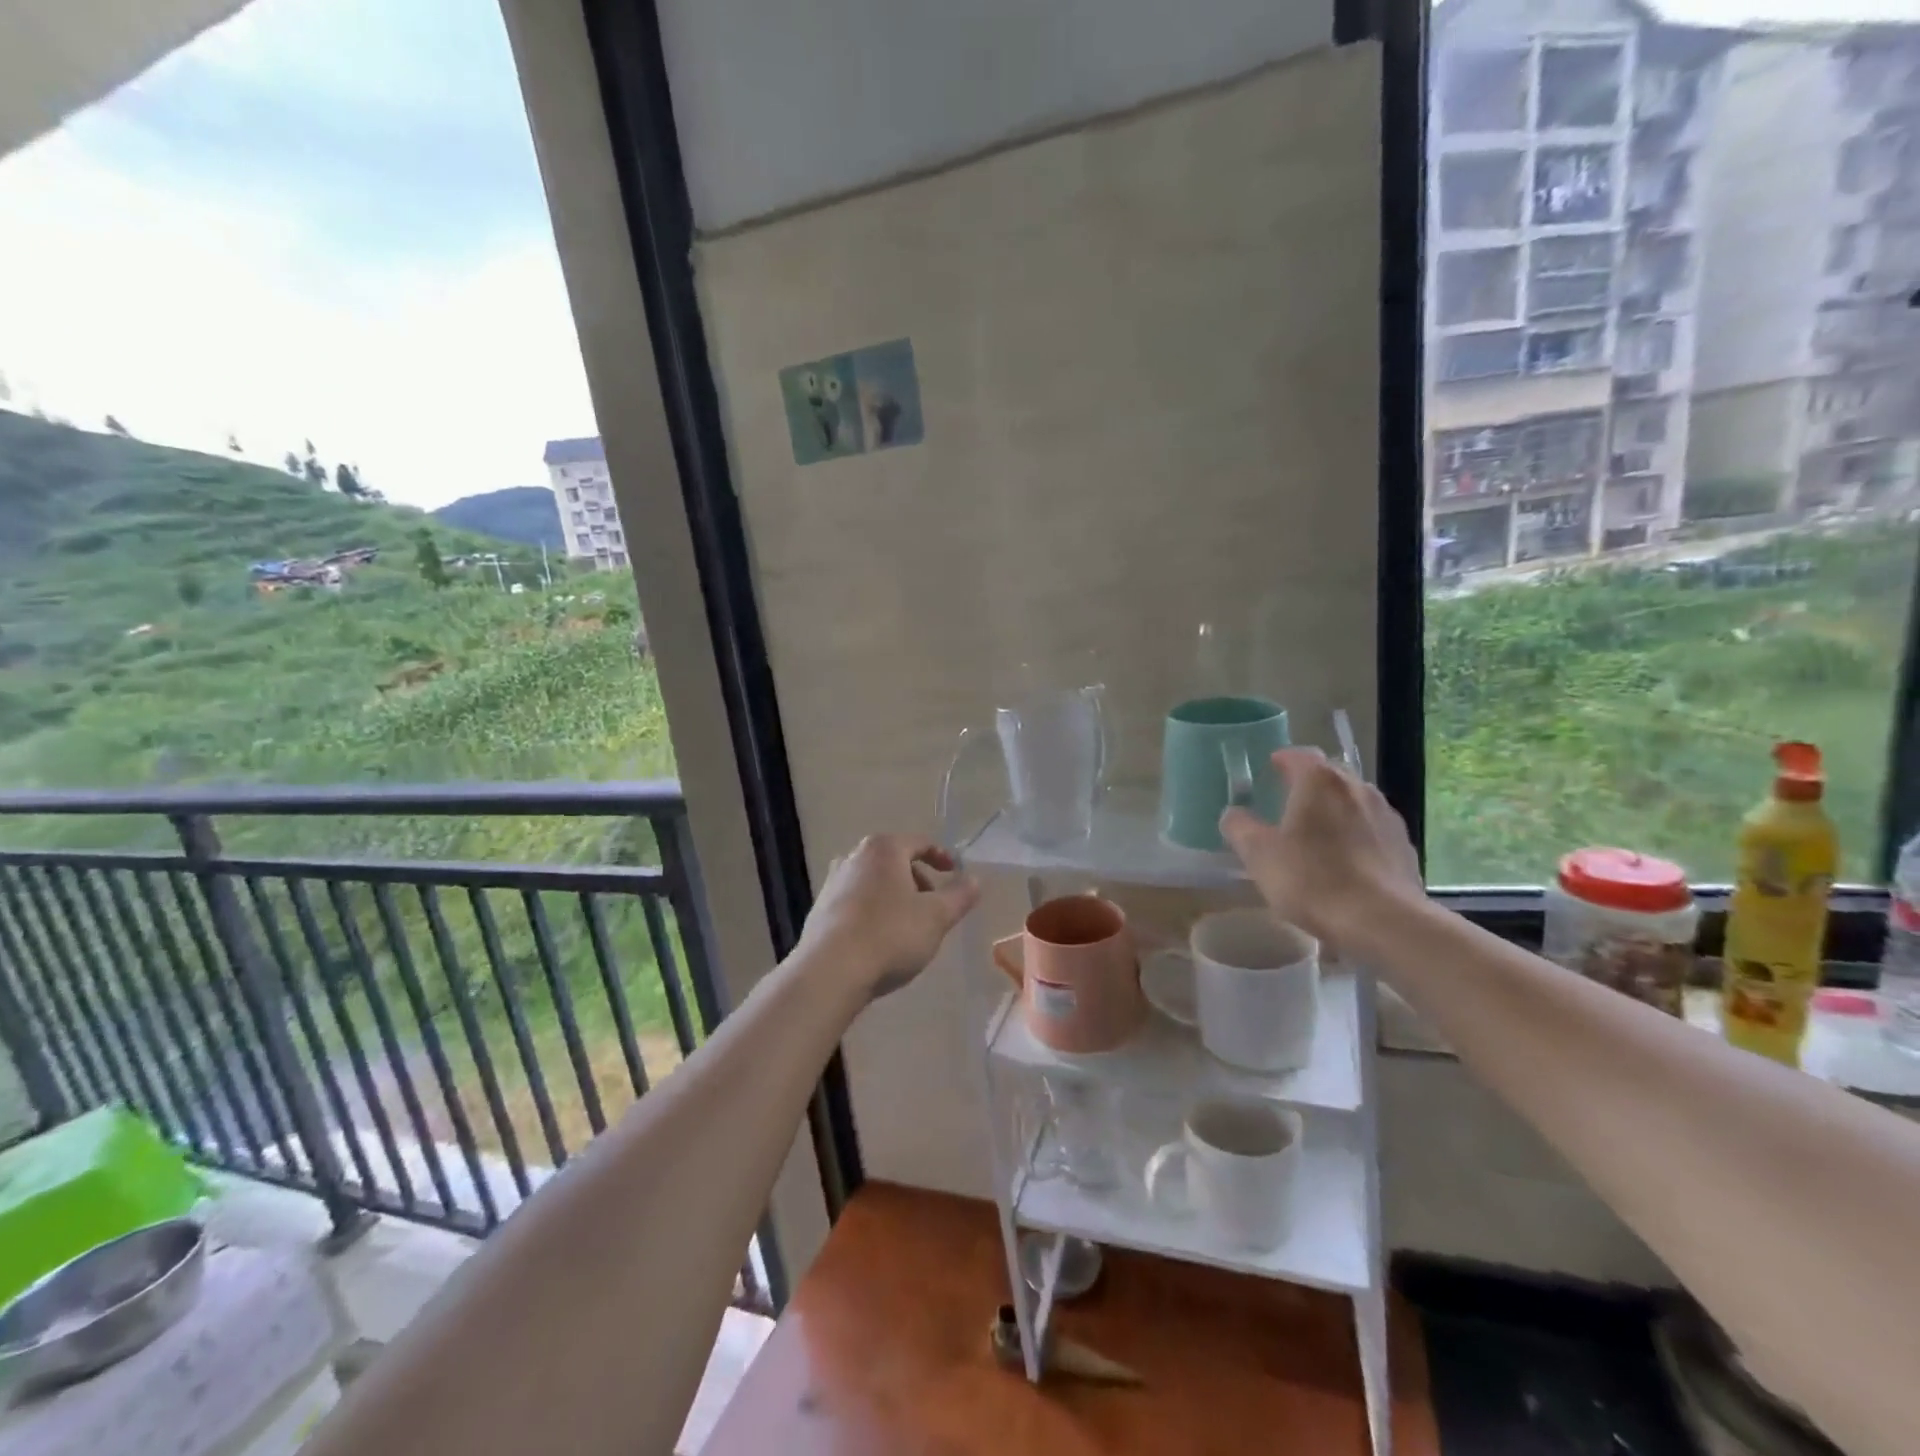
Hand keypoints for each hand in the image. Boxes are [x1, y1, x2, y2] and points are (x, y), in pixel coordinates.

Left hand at [795, 835, 980, 998]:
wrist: (830, 972)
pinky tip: (881, 941)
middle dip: (918, 880)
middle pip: (894, 861)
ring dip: (895, 898)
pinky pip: (856, 903)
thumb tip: (974, 880)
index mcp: (883, 849)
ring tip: (909, 926)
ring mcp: (832, 883)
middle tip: (934, 906)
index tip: (955, 874)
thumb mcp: (936, 916)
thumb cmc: (890, 935)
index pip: (920, 842)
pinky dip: (874, 913)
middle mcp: (853, 857)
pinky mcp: (820, 911)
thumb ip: (959, 895)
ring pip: (874, 883)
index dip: (942, 856)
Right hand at [1219, 748, 1421, 944]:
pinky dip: (1356, 836)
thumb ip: (1239, 827)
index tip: (1270, 770)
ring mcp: (1386, 816)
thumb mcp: (1258, 854)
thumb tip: (1234, 814)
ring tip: (1317, 835)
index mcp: (1319, 781)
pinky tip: (1346, 862)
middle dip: (1309, 784)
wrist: (1383, 922)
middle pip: (1329, 775)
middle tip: (1288, 803)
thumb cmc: (1312, 879)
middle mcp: (1357, 788)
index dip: (1282, 760)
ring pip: (1353, 802)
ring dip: (1334, 810)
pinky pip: (1372, 830)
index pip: (1300, 755)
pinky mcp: (1404, 846)